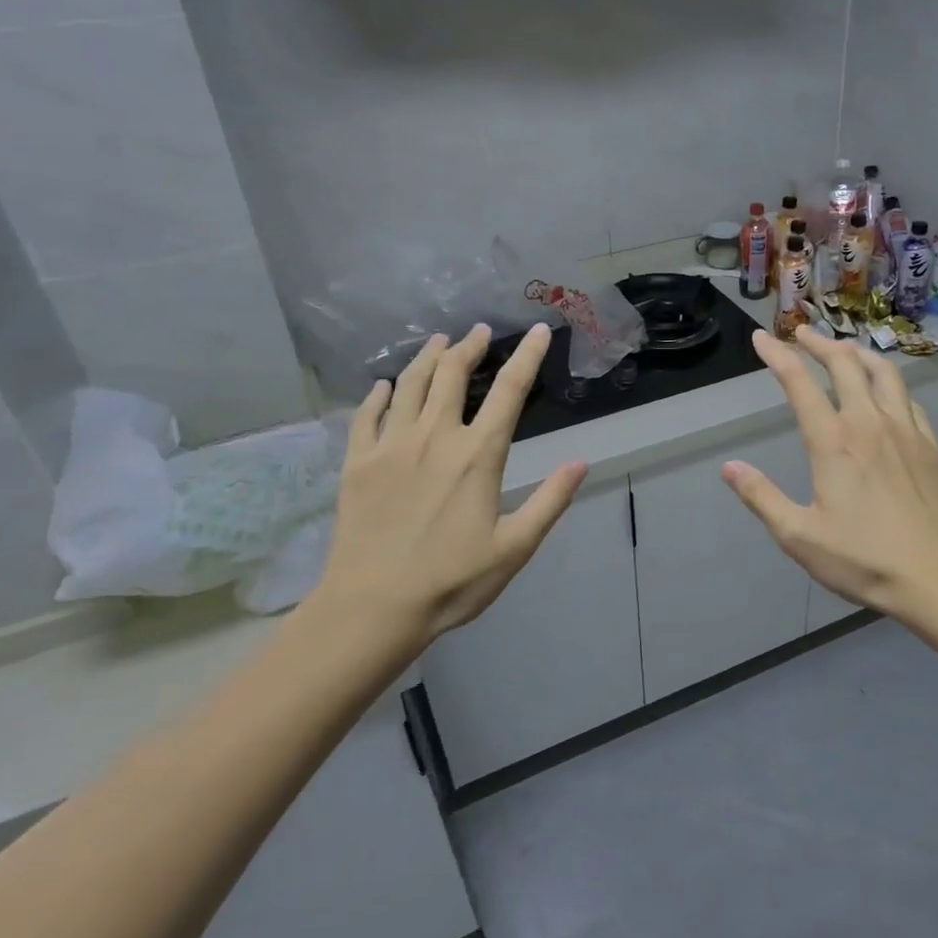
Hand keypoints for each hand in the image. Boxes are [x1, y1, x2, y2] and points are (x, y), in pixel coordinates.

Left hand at [298, 324, 587, 653]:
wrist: (373, 607)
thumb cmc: (452, 581)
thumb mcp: (515, 548)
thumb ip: (550, 501)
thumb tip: (581, 462)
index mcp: (477, 455)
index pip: (510, 391)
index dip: (526, 356)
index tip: (536, 330)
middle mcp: (435, 437)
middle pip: (453, 375)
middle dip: (469, 346)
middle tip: (478, 331)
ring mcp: (391, 446)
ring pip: (410, 385)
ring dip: (427, 358)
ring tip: (438, 341)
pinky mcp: (357, 462)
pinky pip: (367, 415)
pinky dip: (378, 394)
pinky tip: (384, 386)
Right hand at [722, 327, 937, 620]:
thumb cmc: (863, 559)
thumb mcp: (799, 536)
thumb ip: (762, 498)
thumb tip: (730, 467)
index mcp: (834, 442)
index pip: (799, 384)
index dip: (777, 356)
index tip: (761, 337)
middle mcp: (870, 423)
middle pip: (844, 364)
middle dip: (819, 343)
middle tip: (801, 334)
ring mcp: (906, 430)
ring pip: (883, 372)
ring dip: (858, 353)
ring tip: (843, 350)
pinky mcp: (931, 445)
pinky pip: (908, 398)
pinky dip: (890, 383)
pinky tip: (886, 392)